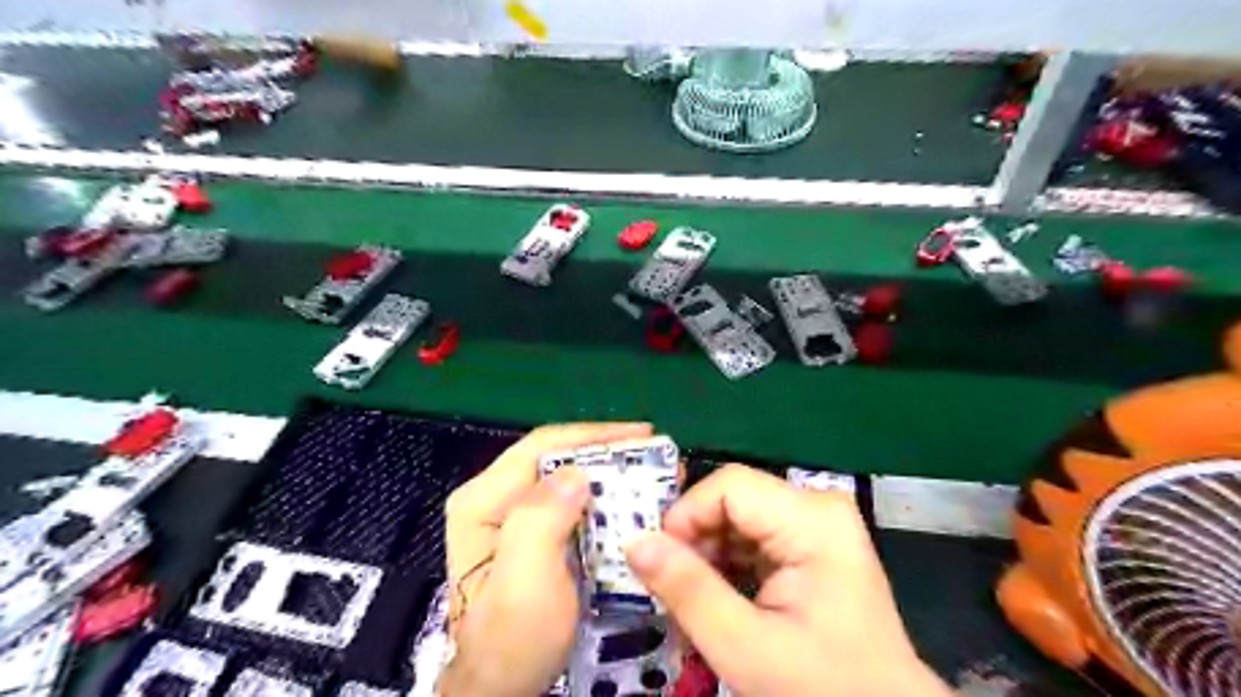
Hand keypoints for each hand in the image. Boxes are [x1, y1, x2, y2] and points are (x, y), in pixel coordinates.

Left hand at [441, 421, 653, 693]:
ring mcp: (512, 517)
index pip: (542, 447)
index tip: (642, 435)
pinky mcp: (531, 536)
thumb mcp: (524, 583)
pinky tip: (630, 502)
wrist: (502, 691)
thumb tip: (575, 473)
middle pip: (556, 458)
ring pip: (566, 478)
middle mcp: (494, 499)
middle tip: (655, 455)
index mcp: (483, 501)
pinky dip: (603, 499)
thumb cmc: (512, 642)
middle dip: (607, 453)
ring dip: (609, 474)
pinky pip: (571, 503)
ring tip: (651, 474)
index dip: (593, 436)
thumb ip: (541, 520)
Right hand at [625, 462, 951, 695]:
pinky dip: (728, 563)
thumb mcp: (745, 646)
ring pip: (739, 517)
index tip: (659, 562)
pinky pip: (754, 536)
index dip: (686, 516)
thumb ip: (687, 589)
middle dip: (695, 539)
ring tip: (694, 600)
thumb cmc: (822, 687)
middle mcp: (817, 506)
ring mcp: (818, 524)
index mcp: (812, 519)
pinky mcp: (813, 543)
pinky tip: (720, 598)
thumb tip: (633, 543)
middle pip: (733, 499)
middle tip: (672, 588)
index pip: (729, 485)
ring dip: (709, 554)